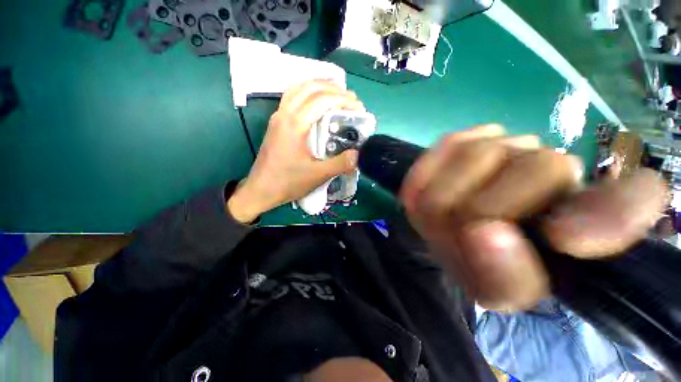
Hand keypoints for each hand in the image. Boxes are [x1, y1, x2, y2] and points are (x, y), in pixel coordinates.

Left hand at [228, 80, 364, 222]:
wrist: (261, 190)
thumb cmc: (288, 182)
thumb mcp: (317, 175)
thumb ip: (340, 164)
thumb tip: (358, 155)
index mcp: (295, 124)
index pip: (322, 100)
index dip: (343, 100)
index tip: (359, 108)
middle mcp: (284, 114)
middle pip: (310, 88)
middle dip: (334, 89)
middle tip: (351, 100)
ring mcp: (278, 116)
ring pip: (299, 88)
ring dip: (320, 86)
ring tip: (337, 94)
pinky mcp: (276, 123)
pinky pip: (292, 97)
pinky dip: (308, 92)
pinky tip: (316, 102)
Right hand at [400, 125, 666, 310]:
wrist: (443, 231)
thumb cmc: (474, 260)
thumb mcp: (491, 288)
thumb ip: (502, 278)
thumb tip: (486, 233)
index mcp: (581, 220)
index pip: (631, 199)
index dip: (609, 213)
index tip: (563, 236)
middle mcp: (556, 167)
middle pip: (536, 169)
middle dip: (478, 212)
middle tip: (456, 234)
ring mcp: (506, 142)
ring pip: (479, 156)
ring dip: (446, 196)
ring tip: (439, 216)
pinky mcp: (463, 136)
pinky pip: (443, 148)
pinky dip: (426, 175)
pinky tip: (424, 192)